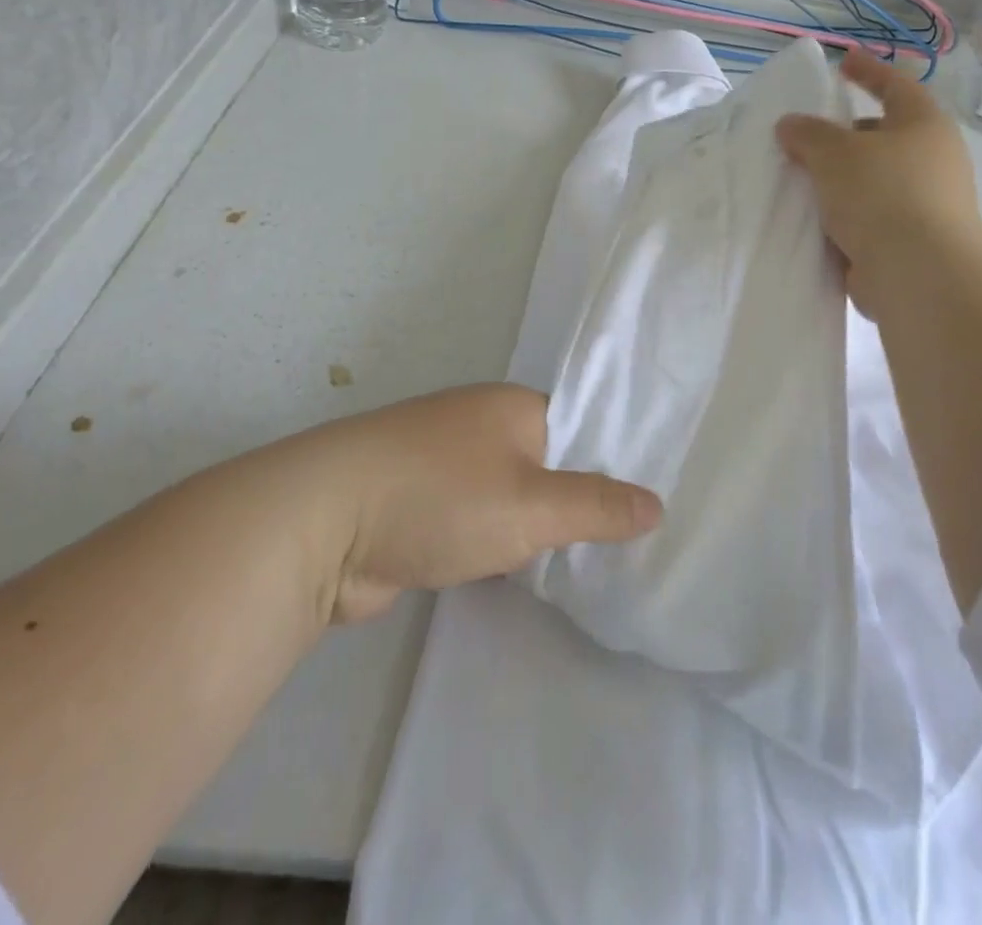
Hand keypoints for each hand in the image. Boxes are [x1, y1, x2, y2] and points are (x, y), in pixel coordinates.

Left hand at [282, 384, 662, 623]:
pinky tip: (522, 576)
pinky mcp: (419, 507)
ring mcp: (444, 465)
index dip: (611, 464)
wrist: (324, 524)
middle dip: (575, 505)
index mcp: (512, 406)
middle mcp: (479, 425)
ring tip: (588, 568)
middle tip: (625, 549)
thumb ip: (596, 507)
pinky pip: (477, 522)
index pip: (580, 428)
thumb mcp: (532, 505)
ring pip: (509, 497)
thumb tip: (657, 504)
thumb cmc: (441, 497)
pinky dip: (497, 545)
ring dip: (534, 530)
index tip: (645, 508)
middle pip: (546, 464)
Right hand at [776, 48, 981, 315]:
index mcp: (924, 125)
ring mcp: (926, 203)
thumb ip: (808, 134)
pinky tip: (814, 220)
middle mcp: (932, 160)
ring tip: (801, 181)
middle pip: (884, 136)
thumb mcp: (835, 153)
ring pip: (874, 180)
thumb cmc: (882, 195)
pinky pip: (870, 217)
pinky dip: (845, 215)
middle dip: (846, 135)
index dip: (868, 71)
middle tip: (807, 136)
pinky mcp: (912, 240)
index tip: (843, 61)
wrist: (919, 274)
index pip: (895, 85)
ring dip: (842, 180)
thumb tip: (790, 125)